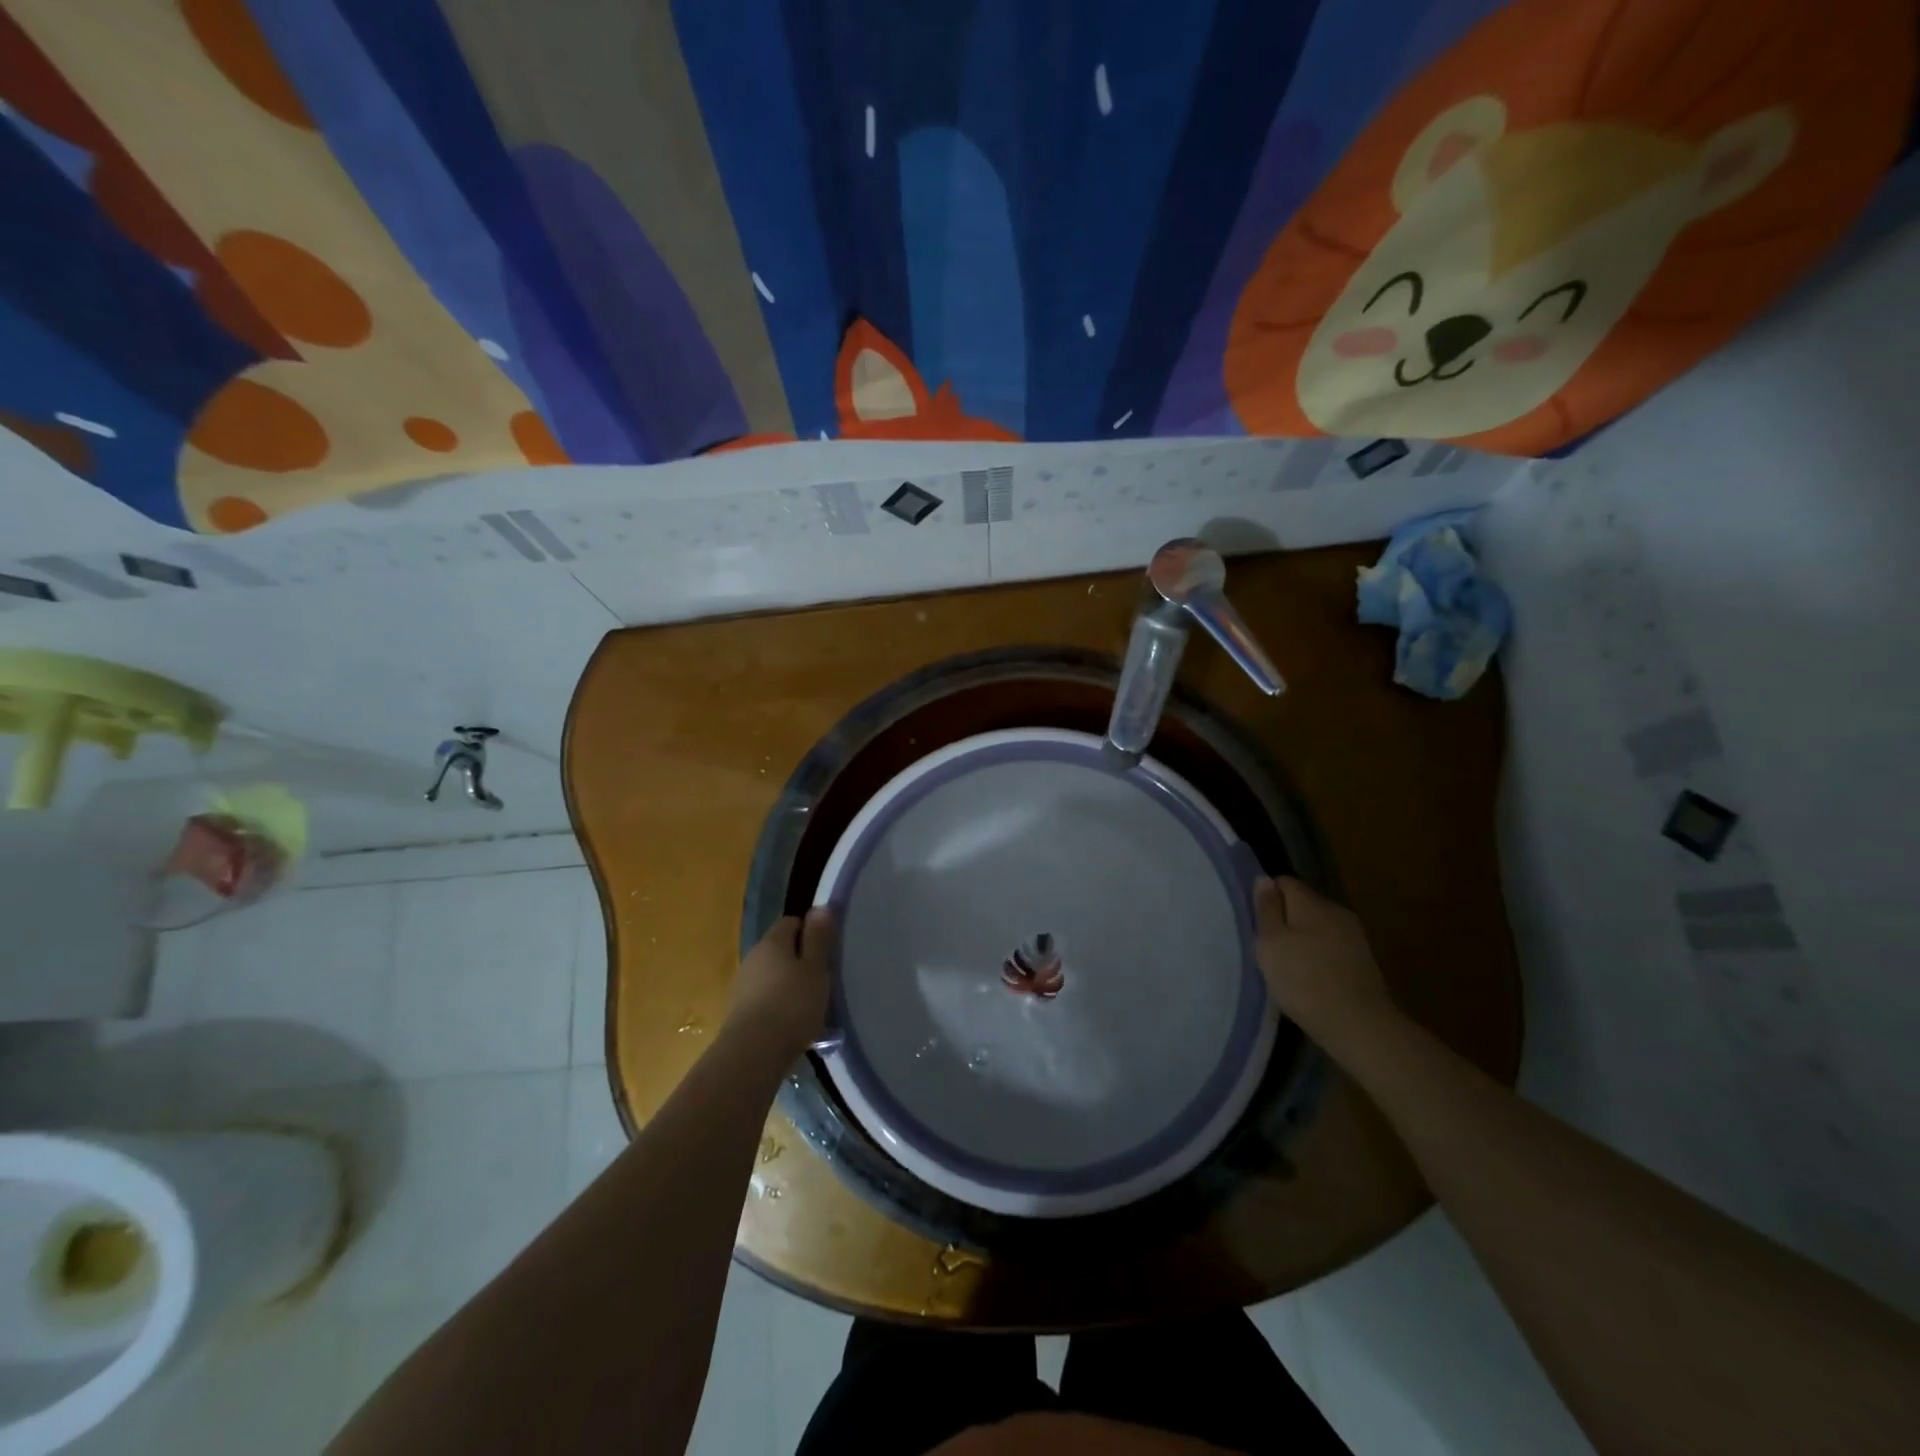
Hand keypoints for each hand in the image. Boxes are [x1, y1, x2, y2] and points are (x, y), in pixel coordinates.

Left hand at [726, 909, 834, 1054]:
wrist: (753, 1054)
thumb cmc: (792, 1005)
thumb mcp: (816, 969)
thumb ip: (818, 938)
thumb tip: (820, 906)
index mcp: (772, 942)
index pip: (790, 922)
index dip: (809, 931)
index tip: (825, 950)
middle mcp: (752, 957)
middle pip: (779, 949)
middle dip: (798, 959)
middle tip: (821, 978)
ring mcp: (741, 985)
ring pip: (770, 975)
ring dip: (787, 984)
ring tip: (808, 1004)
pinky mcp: (738, 1012)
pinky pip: (763, 998)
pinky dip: (777, 1004)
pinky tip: (790, 1023)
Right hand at [1253, 877, 1395, 1042]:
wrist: (1358, 1024)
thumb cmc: (1304, 980)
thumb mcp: (1271, 943)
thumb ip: (1266, 909)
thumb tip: (1263, 879)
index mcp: (1311, 902)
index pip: (1284, 882)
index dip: (1267, 896)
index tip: (1256, 919)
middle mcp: (1336, 910)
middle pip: (1304, 903)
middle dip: (1286, 917)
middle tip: (1268, 944)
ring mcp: (1354, 935)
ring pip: (1319, 924)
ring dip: (1304, 936)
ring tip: (1288, 962)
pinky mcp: (1363, 959)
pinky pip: (1332, 945)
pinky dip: (1319, 953)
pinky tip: (1311, 975)